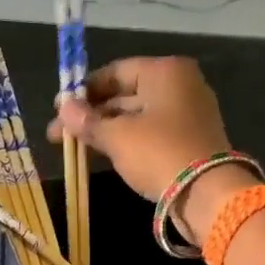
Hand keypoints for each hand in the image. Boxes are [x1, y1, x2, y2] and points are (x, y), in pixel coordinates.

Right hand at [48, 57, 257, 239]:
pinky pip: (149, 133)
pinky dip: (126, 141)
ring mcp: (187, 113)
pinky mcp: (189, 140)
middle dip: (91, 115)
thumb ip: (88, 121)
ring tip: (76, 148)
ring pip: (136, 116)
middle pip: (124, 94)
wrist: (206, 193)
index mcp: (164, 71)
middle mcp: (179, 85)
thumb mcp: (117, 137)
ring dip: (105, 130)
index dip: (83, 91)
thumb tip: (63, 109)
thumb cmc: (158, 153)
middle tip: (59, 135)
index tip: (58, 110)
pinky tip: (102, 154)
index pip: (114, 72)